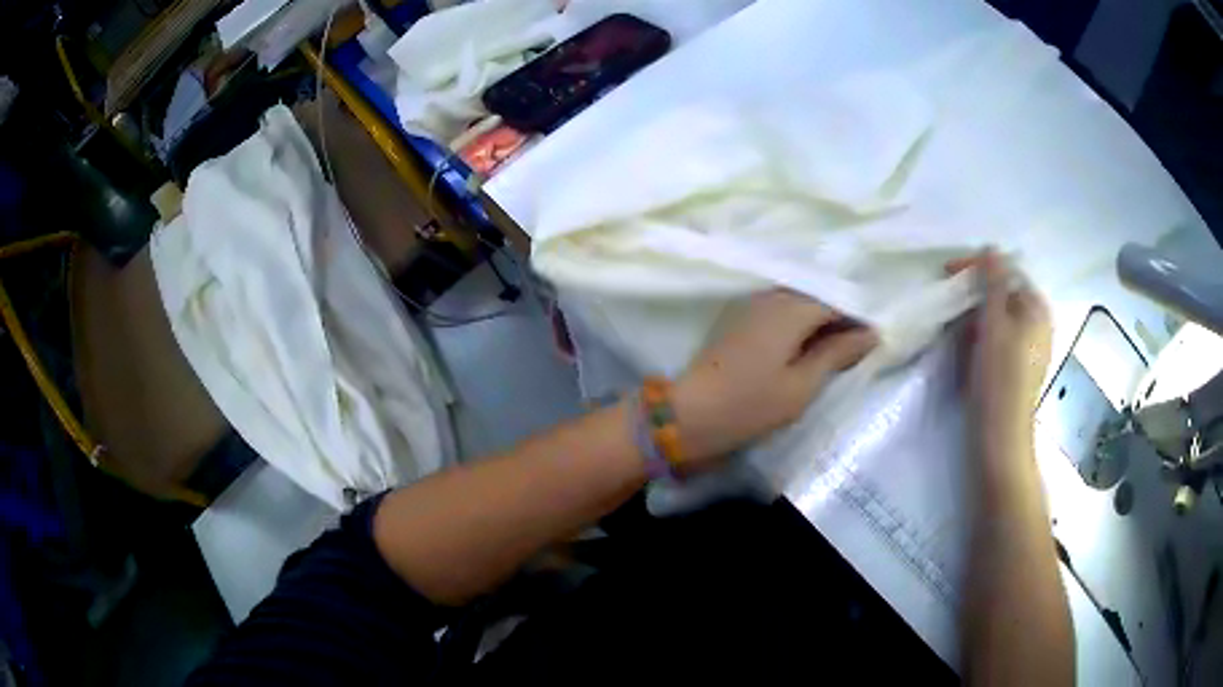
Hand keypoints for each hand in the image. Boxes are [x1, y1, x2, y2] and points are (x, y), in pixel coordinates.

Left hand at [672, 290, 877, 464]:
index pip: (838, 300)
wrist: (688, 415)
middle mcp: (772, 295)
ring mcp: (752, 304)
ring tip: (837, 350)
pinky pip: (781, 312)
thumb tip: (871, 333)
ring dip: (820, 323)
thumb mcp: (802, 385)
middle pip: (818, 297)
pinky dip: (800, 326)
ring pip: (800, 303)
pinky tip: (808, 348)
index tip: (875, 342)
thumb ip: (837, 353)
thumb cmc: (750, 405)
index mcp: (791, 307)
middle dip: (841, 319)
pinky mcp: (740, 319)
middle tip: (860, 348)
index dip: (860, 319)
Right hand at [947, 249, 1051, 458]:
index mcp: (1037, 309)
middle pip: (1004, 294)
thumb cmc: (999, 377)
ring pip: (999, 318)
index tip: (947, 271)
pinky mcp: (1017, 367)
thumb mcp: (994, 323)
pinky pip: (998, 339)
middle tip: (949, 301)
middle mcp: (1038, 324)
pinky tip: (968, 349)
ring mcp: (1029, 348)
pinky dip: (982, 337)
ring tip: (955, 328)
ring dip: (976, 317)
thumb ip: (993, 283)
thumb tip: (991, 249)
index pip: (1007, 272)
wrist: (1000, 436)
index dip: (978, 268)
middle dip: (975, 295)